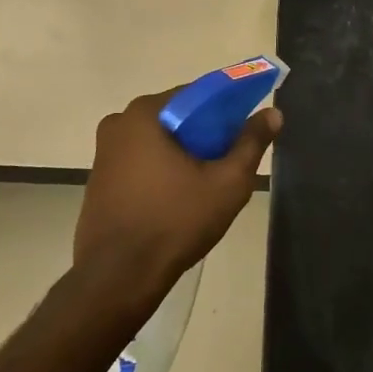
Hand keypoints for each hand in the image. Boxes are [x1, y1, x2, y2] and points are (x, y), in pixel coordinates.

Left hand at [74, 88, 280, 298]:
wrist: (118, 277)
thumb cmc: (175, 222)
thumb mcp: (227, 183)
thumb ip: (251, 143)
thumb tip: (273, 113)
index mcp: (146, 114)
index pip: (197, 94)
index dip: (227, 109)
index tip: (245, 130)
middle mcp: (119, 122)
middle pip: (177, 117)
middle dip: (206, 134)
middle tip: (230, 161)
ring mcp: (104, 152)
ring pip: (158, 141)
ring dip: (184, 153)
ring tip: (208, 183)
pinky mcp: (99, 179)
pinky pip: (140, 161)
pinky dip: (162, 169)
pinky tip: (179, 197)